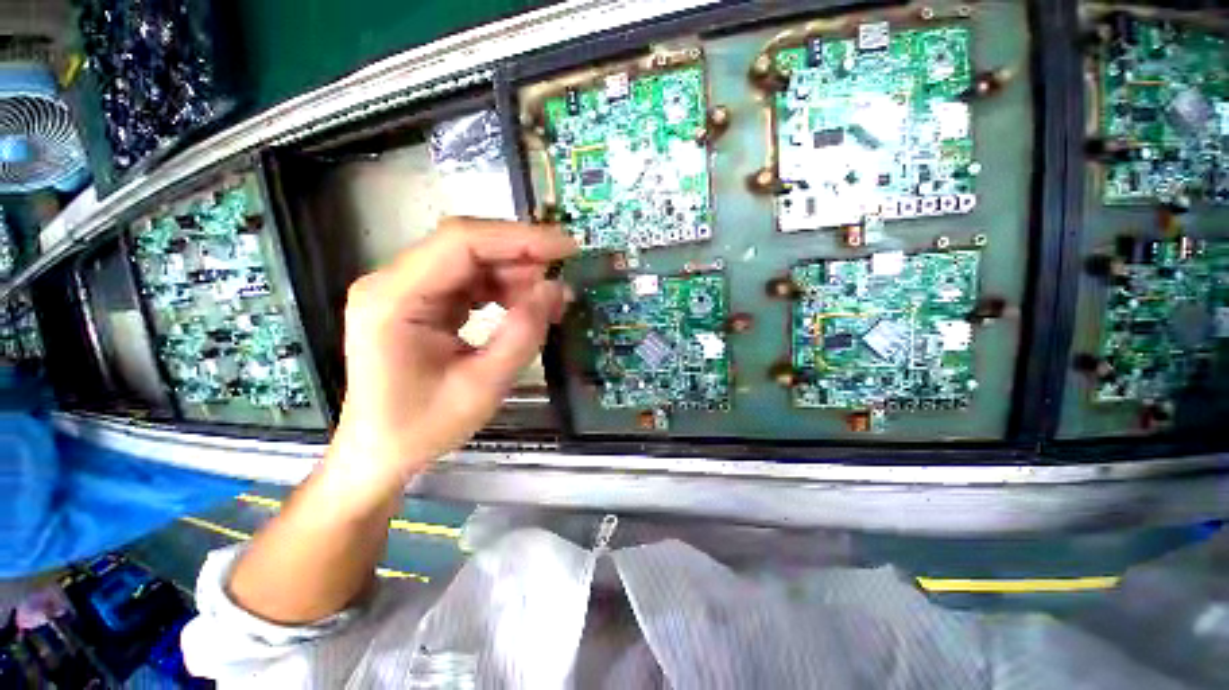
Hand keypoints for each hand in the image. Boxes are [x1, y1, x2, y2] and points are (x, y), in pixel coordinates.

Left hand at [322, 217, 576, 507]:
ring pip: (473, 261)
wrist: (381, 452)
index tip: (567, 248)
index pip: (462, 243)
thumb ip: (522, 335)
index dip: (519, 239)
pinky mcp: (422, 301)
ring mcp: (407, 289)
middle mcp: (394, 282)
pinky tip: (526, 307)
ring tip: (550, 301)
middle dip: (522, 256)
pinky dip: (504, 289)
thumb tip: (555, 290)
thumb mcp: (483, 387)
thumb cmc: (423, 427)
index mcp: (394, 298)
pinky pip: (471, 280)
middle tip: (563, 279)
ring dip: (516, 275)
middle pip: (467, 245)